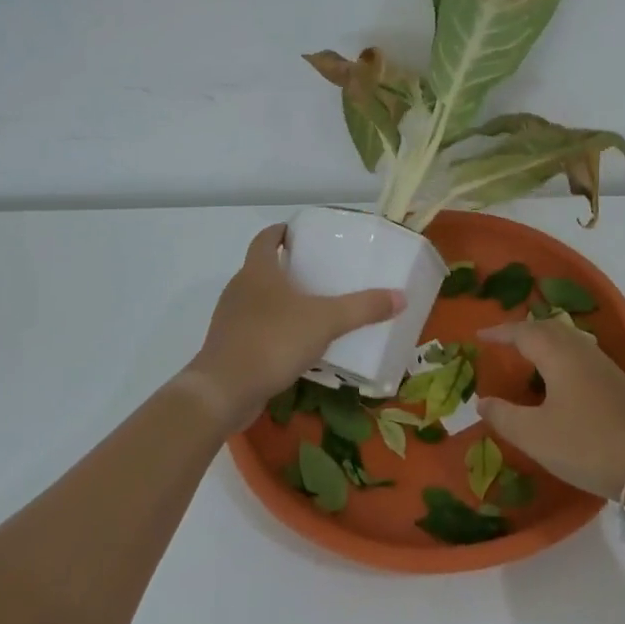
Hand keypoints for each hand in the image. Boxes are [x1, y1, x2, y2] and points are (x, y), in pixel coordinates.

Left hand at [182, 224, 403, 431]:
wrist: (223, 391)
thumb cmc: (272, 341)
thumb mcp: (326, 321)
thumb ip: (363, 308)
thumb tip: (401, 296)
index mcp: (257, 270)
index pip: (266, 238)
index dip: (281, 231)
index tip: (300, 233)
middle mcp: (239, 289)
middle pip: (261, 268)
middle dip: (286, 267)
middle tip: (317, 272)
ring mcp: (230, 319)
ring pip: (257, 300)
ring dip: (279, 301)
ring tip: (311, 308)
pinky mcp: (228, 347)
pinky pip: (254, 329)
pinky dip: (273, 329)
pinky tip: (295, 344)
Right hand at [475, 320, 624, 498]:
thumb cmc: (586, 445)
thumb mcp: (535, 435)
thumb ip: (504, 416)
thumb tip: (482, 401)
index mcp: (559, 355)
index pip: (523, 332)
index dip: (500, 333)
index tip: (479, 335)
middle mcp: (582, 351)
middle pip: (549, 328)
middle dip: (524, 331)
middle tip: (505, 342)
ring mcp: (606, 366)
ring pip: (570, 339)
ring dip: (547, 341)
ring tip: (531, 355)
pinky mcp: (621, 384)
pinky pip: (584, 356)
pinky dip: (564, 356)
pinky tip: (564, 379)